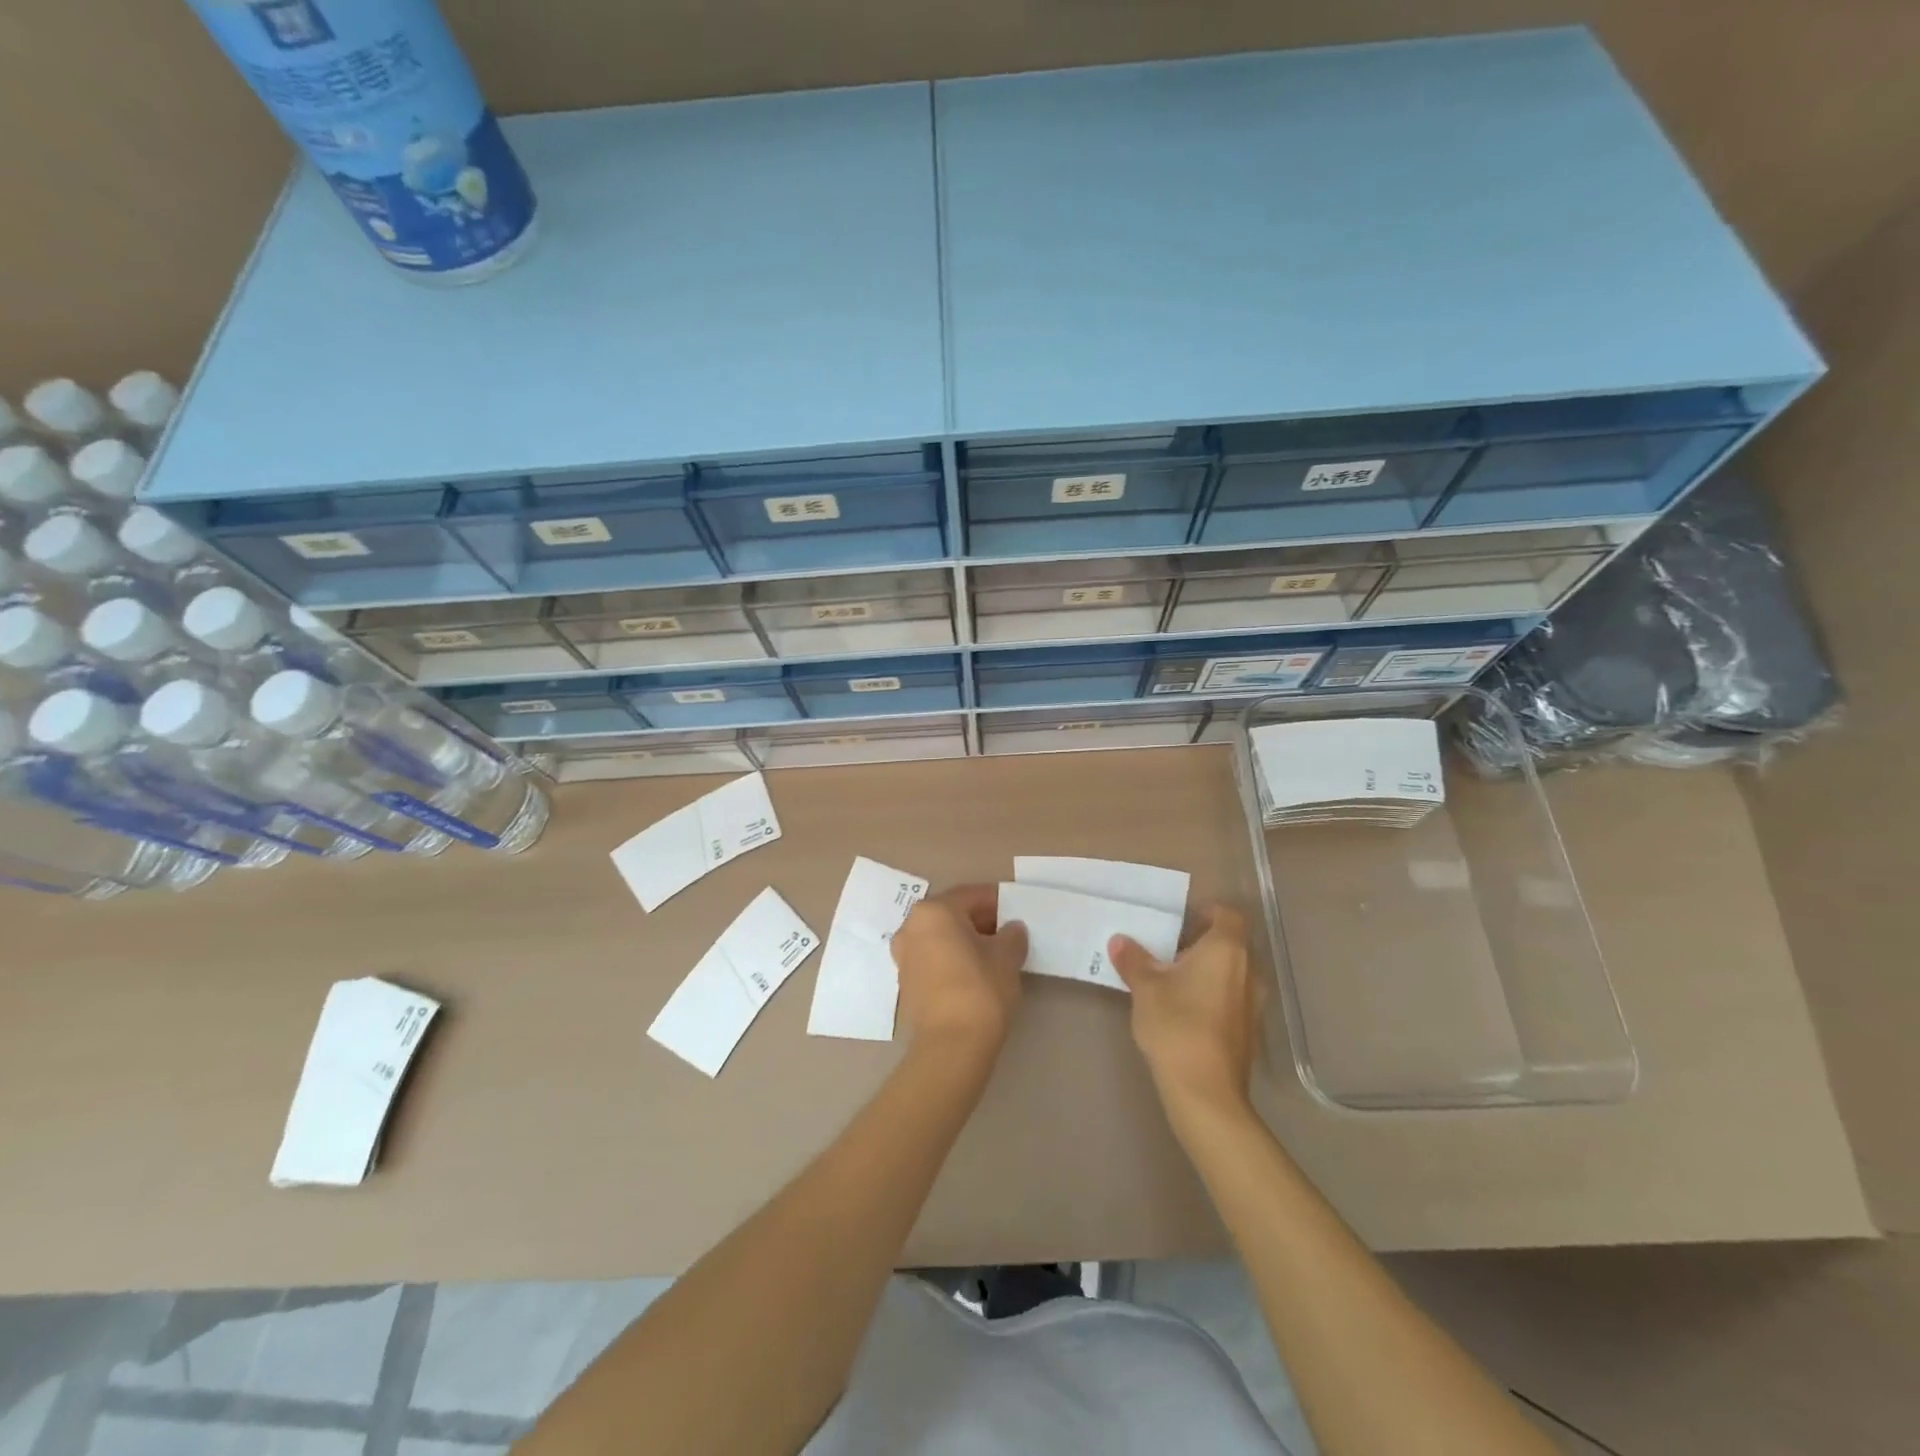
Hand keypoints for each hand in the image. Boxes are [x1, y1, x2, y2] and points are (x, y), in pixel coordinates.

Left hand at [893, 885, 1028, 1061]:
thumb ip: (1012, 935)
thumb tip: (1012, 930)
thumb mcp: (1006, 956)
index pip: (971, 895)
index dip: (998, 901)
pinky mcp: (906, 982)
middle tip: (1009, 932)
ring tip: (995, 954)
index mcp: (933, 911)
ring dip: (966, 940)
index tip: (1018, 910)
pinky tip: (976, 972)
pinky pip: (934, 958)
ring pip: (941, 937)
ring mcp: (904, 955)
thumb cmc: (980, 989)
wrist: (951, 1046)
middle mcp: (911, 927)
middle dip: (981, 921)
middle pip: (952, 914)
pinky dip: (953, 958)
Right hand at [1110, 904, 1262, 1126]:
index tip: (1180, 920)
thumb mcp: (1146, 988)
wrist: (1206, 1092)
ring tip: (1173, 980)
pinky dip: (1214, 993)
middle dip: (1202, 942)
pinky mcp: (1250, 1030)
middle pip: (1231, 942)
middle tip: (1168, 949)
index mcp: (1227, 950)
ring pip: (1233, 971)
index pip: (1229, 915)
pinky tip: (1186, 1010)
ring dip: (1208, 969)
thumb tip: (1120, 941)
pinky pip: (1233, 996)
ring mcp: (1254, 1002)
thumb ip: (1134, 960)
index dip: (1207, 912)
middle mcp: (1249, 970)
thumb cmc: (1177, 1026)